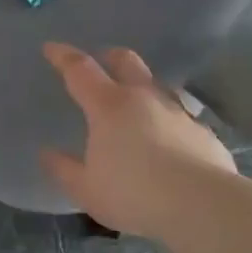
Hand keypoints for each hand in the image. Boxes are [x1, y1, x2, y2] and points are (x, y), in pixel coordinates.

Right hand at [39, 42, 236, 238]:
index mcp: (109, 106)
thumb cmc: (133, 194)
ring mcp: (179, 113)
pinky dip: (169, 122)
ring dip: (144, 88)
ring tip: (138, 104)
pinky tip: (170, 142)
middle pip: (127, 62)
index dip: (63, 56)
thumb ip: (64, 169)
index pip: (80, 70)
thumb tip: (47, 153)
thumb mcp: (86, 189)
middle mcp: (145, 99)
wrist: (201, 205)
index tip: (51, 47)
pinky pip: (182, 118)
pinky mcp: (204, 133)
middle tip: (102, 61)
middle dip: (111, 56)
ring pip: (159, 86)